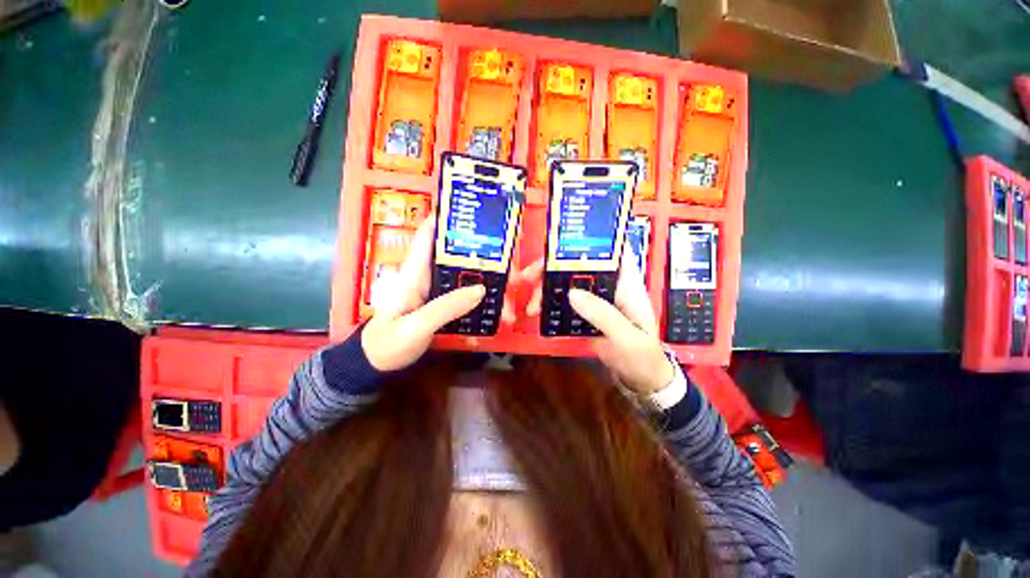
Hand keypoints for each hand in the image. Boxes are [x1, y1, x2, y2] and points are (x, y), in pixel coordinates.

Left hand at [361, 217, 515, 371]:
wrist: (378, 364)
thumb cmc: (389, 343)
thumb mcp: (416, 326)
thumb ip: (446, 308)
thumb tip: (481, 289)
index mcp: (415, 272)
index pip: (429, 235)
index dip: (446, 218)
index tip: (473, 211)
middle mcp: (427, 275)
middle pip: (456, 255)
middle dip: (482, 255)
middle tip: (509, 263)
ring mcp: (436, 290)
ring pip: (465, 275)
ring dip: (487, 279)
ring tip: (510, 291)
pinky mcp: (442, 303)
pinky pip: (465, 293)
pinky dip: (482, 295)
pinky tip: (497, 304)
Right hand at [524, 249, 674, 394]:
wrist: (640, 379)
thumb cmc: (642, 357)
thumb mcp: (627, 337)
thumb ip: (603, 315)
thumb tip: (572, 293)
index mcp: (627, 284)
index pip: (612, 251)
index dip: (592, 240)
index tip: (564, 240)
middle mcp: (610, 286)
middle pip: (580, 265)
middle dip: (553, 267)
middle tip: (529, 277)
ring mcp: (597, 299)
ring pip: (569, 282)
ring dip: (547, 288)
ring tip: (531, 306)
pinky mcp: (587, 312)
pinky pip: (566, 301)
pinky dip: (551, 304)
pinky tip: (537, 311)